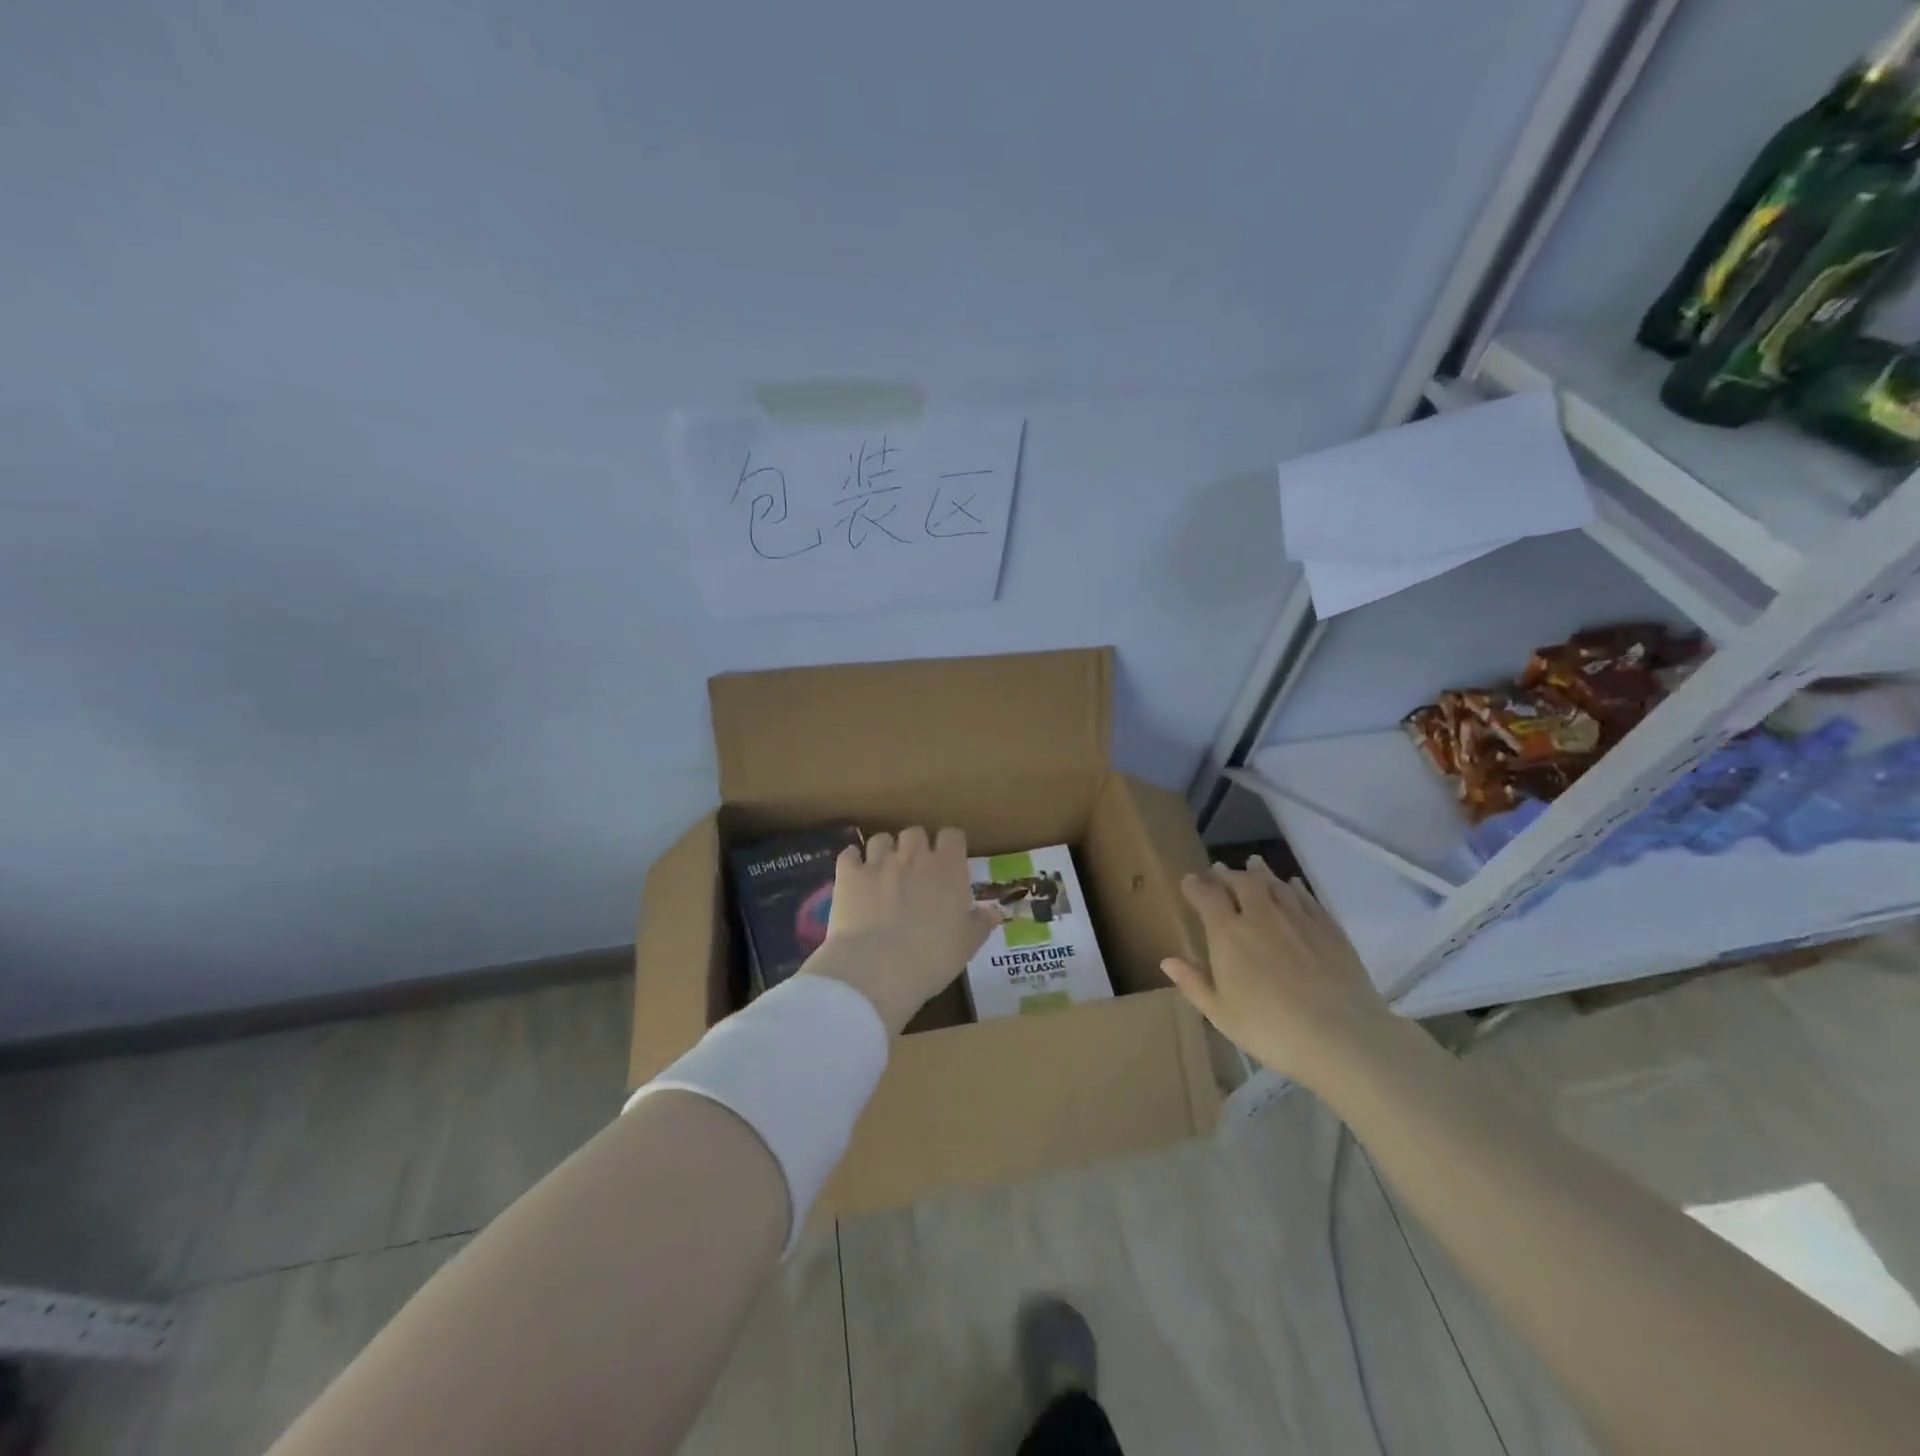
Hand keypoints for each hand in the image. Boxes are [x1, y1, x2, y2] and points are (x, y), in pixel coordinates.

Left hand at [799, 826, 1001, 1036]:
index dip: (950, 846)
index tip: (949, 863)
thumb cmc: (932, 958)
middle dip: (916, 847)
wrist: (878, 969)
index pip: (953, 835)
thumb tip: (995, 911)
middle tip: (915, 873)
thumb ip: (981, 923)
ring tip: (884, 874)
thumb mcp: (966, 945)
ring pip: (881, 839)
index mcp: (947, 868)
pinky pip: (849, 854)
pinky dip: (853, 862)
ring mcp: (878, 862)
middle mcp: (913, 856)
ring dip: (884, 852)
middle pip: (915, 832)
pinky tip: (854, 877)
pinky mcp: (848, 875)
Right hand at [1160, 858, 1402, 1087]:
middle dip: (1226, 874)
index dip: (1195, 886)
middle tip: (1219, 872)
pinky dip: (1293, 886)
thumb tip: (1168, 961)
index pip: (1206, 896)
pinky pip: (1306, 896)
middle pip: (1241, 882)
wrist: (1341, 1037)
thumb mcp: (1221, 1015)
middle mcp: (1260, 915)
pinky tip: (1291, 885)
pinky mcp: (1328, 927)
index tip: (1189, 882)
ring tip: (1253, 864)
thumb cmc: (1270, 1029)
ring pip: (1274, 883)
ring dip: (1259, 872)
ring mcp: (1297, 918)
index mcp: (1228, 934)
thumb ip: (1194, 983)